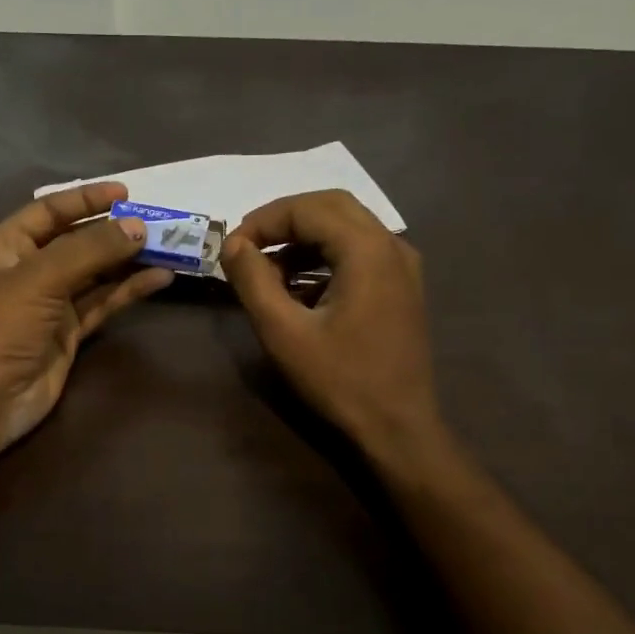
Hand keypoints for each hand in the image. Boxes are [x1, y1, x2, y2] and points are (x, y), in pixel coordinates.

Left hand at [0, 182, 172, 455]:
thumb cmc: (2, 326)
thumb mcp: (41, 278)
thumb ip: (91, 250)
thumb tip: (138, 227)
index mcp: (7, 246)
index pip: (50, 211)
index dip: (86, 200)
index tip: (127, 193)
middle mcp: (29, 269)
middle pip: (77, 241)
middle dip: (114, 231)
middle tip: (157, 222)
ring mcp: (51, 303)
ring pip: (95, 273)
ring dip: (128, 261)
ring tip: (168, 247)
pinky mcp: (70, 332)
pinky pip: (103, 303)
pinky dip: (129, 290)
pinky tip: (159, 278)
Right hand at [221, 190, 443, 467]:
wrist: (398, 427)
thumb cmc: (340, 380)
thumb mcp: (284, 332)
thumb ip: (253, 281)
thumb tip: (233, 244)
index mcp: (367, 249)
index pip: (307, 208)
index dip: (263, 221)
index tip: (231, 249)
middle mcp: (392, 245)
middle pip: (331, 206)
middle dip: (284, 221)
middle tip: (248, 247)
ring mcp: (402, 266)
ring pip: (346, 227)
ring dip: (303, 239)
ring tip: (267, 271)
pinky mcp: (402, 287)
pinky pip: (359, 252)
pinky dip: (325, 257)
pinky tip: (299, 289)